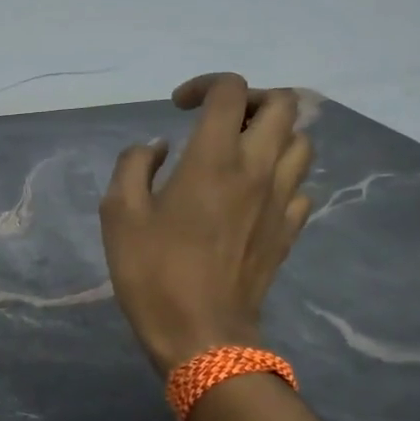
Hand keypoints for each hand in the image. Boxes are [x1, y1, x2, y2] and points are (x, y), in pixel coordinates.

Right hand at [99, 74, 313, 373]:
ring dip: (273, 135)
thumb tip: (157, 148)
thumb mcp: (118, 213)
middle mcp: (257, 169)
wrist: (201, 335)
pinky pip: (300, 185)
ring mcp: (281, 201)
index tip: (179, 108)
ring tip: (240, 153)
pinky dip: (280, 176)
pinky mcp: (290, 230)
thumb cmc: (153, 273)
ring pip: (301, 142)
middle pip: (284, 105)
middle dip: (250, 100)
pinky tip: (253, 194)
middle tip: (219, 121)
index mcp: (214, 158)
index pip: (230, 91)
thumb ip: (133, 165)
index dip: (204, 85)